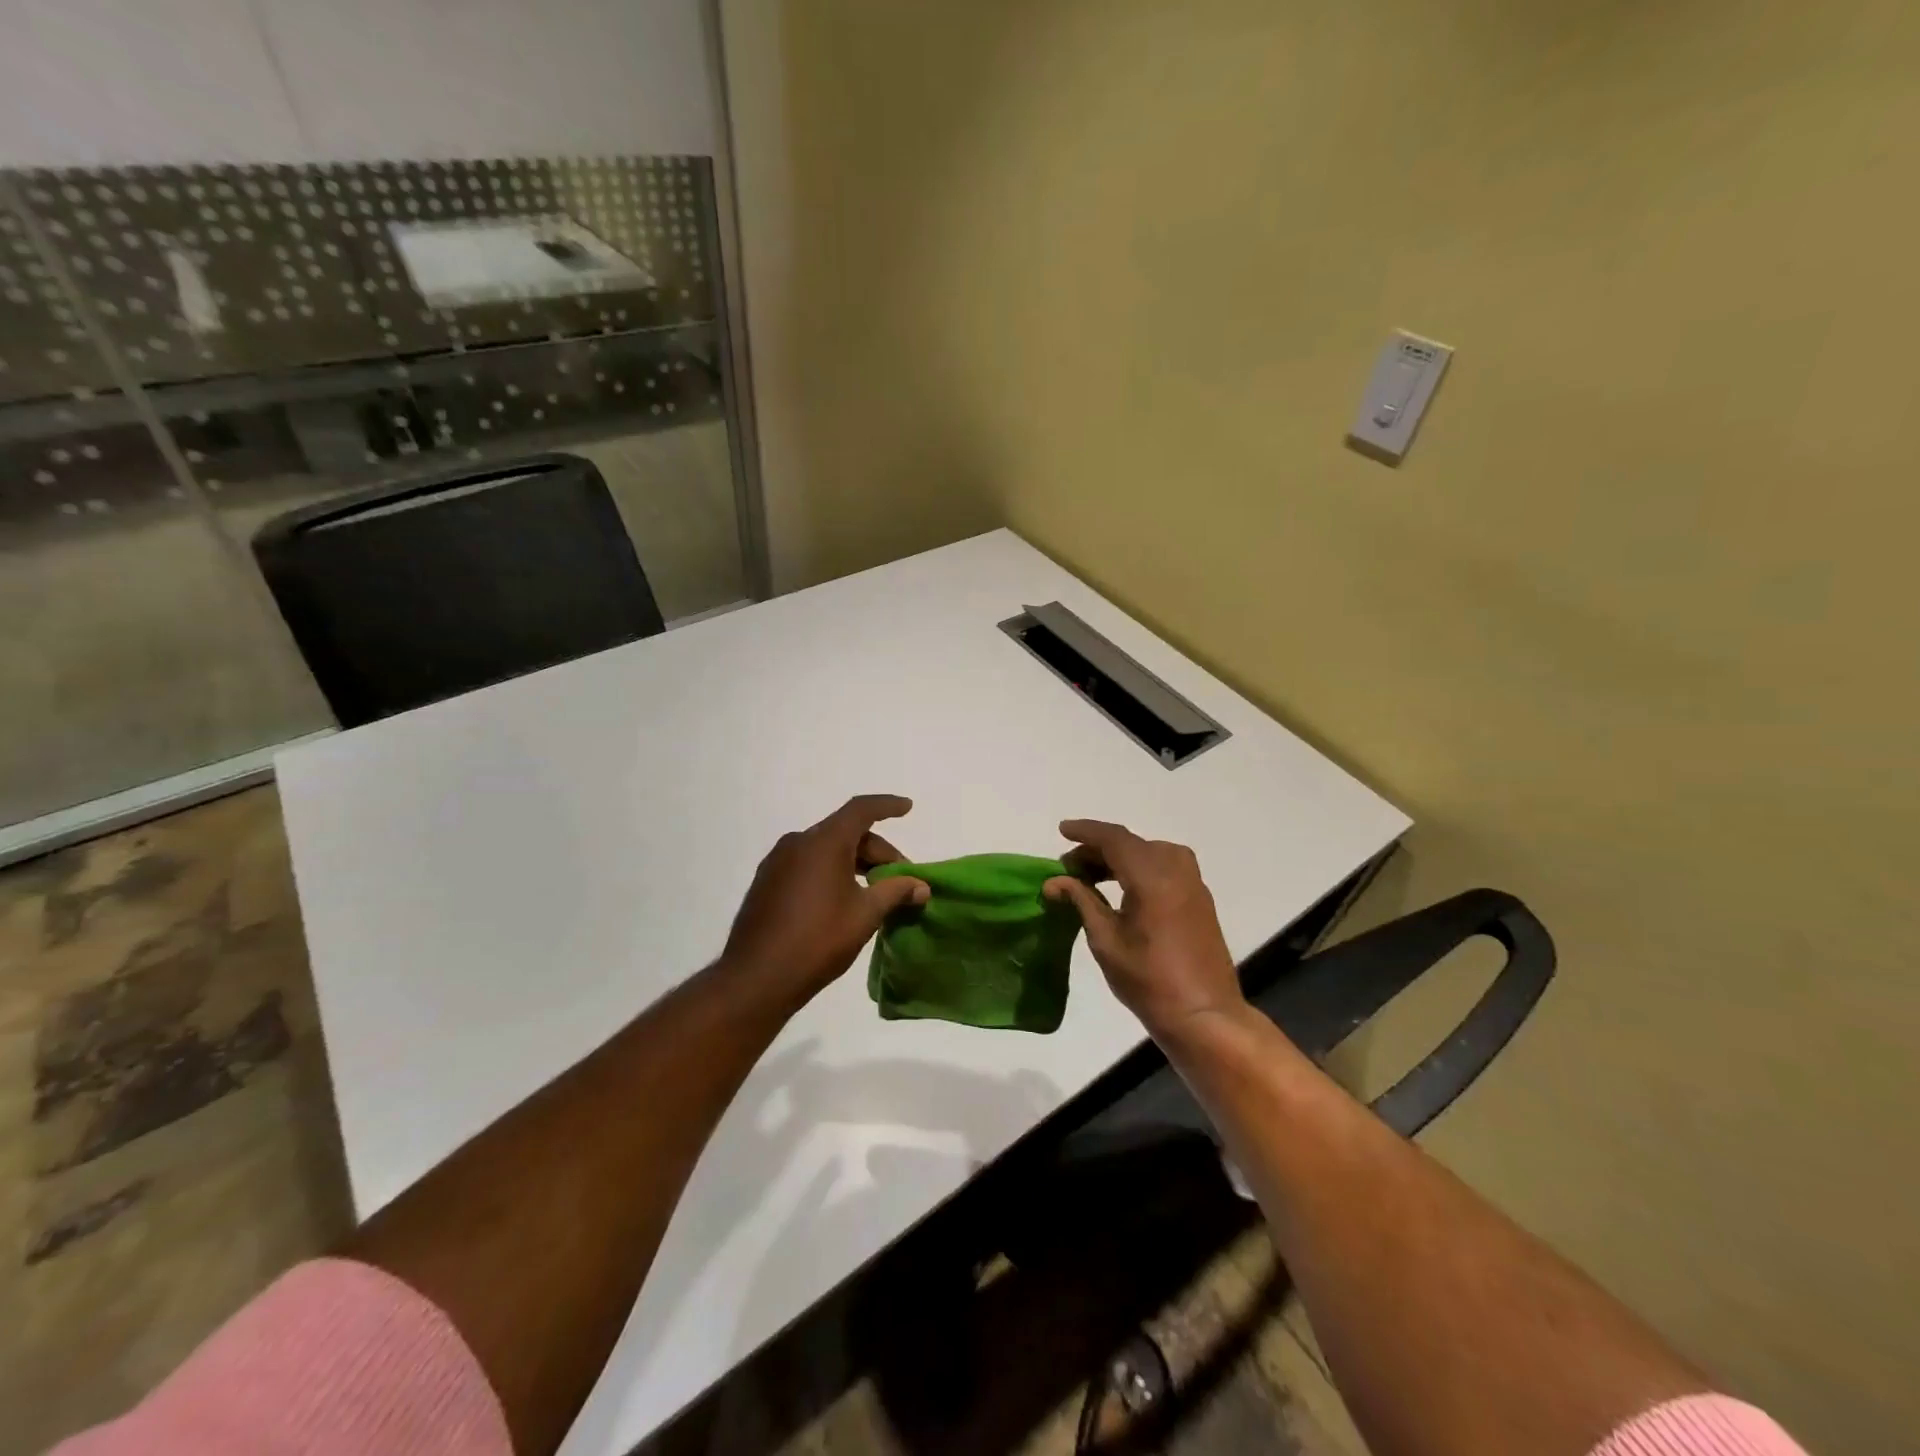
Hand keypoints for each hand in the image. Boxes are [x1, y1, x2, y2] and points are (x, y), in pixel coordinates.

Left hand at [721, 795, 929, 1008]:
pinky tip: (843, 899)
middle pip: (845, 832)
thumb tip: (921, 886)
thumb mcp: (865, 914)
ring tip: (875, 890)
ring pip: (825, 849)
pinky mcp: (766, 883)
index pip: (861, 810)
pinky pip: (807, 864)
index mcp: (823, 842)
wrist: (755, 979)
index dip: (887, 806)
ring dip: (854, 862)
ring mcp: (777, 862)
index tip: (907, 807)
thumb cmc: (818, 940)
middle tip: (900, 878)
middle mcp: (797, 842)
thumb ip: (896, 892)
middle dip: (877, 850)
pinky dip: (831, 871)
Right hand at [1043, 819, 1245, 1036]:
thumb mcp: (1106, 941)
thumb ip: (1081, 901)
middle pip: (1131, 843)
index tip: (1061, 831)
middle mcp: (1175, 869)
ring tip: (1091, 877)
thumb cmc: (1149, 981)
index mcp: (1152, 876)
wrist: (1205, 1015)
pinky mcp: (1199, 897)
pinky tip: (1122, 888)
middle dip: (1098, 849)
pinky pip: (1165, 865)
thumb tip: (1053, 882)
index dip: (1085, 832)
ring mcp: (1192, 882)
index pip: (1113, 838)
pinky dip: (1139, 867)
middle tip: (1069, 868)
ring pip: (1149, 852)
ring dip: (1119, 857)